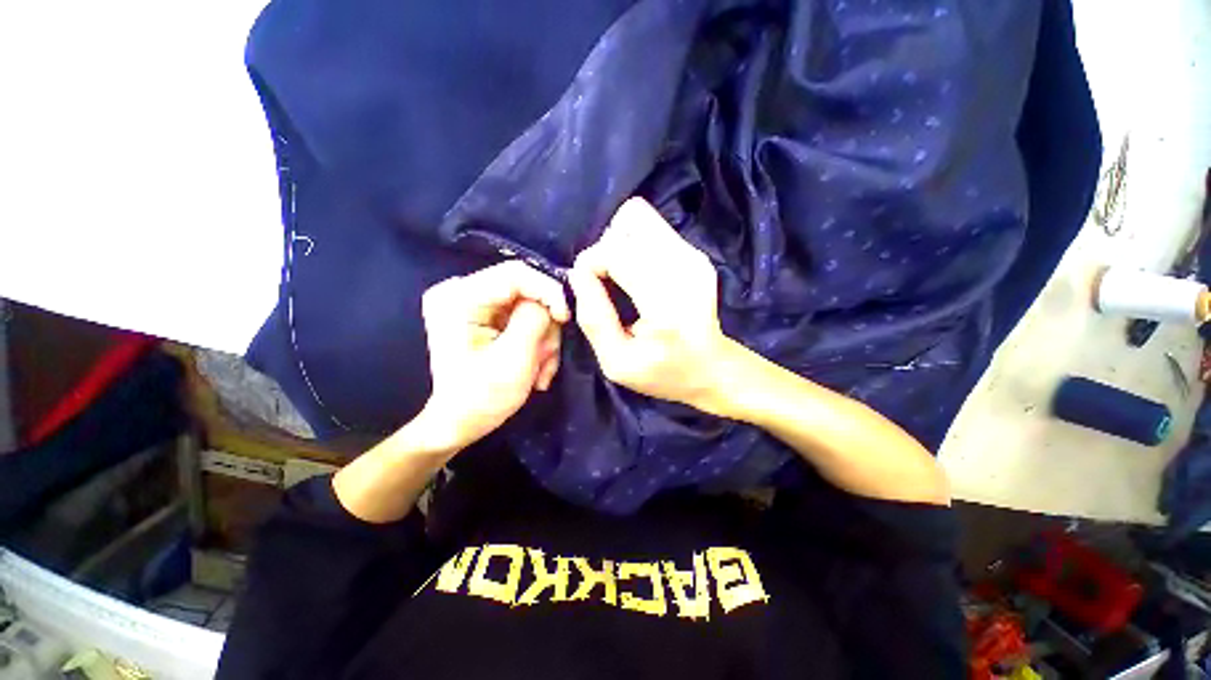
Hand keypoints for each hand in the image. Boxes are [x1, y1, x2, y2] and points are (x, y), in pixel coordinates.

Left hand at [419, 260, 568, 451]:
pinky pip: (524, 317)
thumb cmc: (481, 398)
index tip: (567, 317)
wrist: (459, 423)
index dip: (549, 290)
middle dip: (545, 326)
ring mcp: (475, 303)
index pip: (516, 273)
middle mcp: (463, 291)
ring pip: (530, 306)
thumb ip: (534, 320)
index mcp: (459, 297)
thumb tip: (553, 299)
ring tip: (539, 370)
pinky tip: (534, 366)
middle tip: (547, 359)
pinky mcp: (486, 315)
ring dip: (542, 339)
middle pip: (526, 291)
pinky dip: (535, 342)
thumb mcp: (513, 360)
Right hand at [568, 198, 737, 412]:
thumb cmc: (663, 372)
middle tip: (606, 281)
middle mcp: (684, 269)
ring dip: (620, 242)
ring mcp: (694, 256)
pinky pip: (651, 227)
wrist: (711, 367)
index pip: (616, 252)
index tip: (586, 286)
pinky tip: (638, 275)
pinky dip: (635, 244)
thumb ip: (593, 318)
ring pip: (639, 217)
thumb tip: (577, 273)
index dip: (591, 263)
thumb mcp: (616, 362)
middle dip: (606, 248)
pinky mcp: (695, 252)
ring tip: (621, 276)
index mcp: (666, 304)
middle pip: (629, 222)